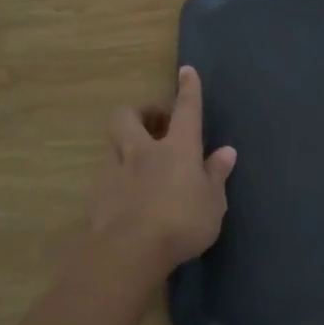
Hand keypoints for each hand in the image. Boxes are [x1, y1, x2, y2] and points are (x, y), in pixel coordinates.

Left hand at [85, 66, 236, 283]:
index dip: (188, 90)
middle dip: (140, 112)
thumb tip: (226, 152)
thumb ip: (216, 175)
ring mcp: (116, 172)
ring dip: (126, 144)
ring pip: (113, 144)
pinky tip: (129, 193)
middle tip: (156, 123)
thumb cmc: (182, 223)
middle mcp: (143, 152)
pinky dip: (119, 176)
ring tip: (141, 161)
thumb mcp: (213, 202)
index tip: (186, 71)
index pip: (186, 110)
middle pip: (128, 117)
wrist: (129, 253)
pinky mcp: (97, 196)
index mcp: (178, 149)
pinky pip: (108, 175)